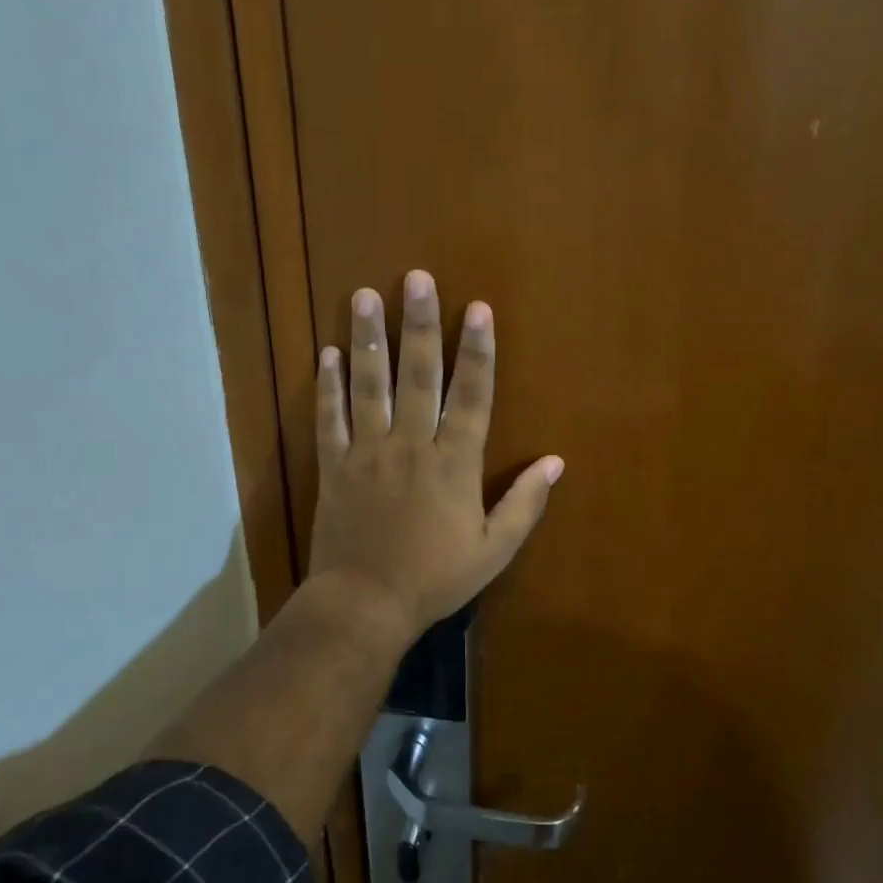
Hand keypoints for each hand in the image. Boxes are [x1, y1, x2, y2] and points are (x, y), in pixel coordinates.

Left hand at [309, 270, 562, 639]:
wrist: (365, 604)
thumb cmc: (435, 577)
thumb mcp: (495, 549)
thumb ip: (525, 503)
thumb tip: (556, 462)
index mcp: (455, 463)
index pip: (472, 395)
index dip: (477, 350)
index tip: (478, 309)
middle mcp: (412, 444)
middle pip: (419, 375)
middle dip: (419, 324)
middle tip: (415, 279)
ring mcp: (368, 452)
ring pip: (369, 385)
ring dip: (367, 339)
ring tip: (364, 296)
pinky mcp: (334, 466)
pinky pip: (329, 418)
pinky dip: (327, 386)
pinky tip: (326, 353)